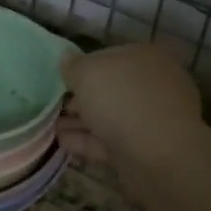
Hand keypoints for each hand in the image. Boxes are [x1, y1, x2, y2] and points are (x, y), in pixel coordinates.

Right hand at [59, 44, 203, 167]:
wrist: (158, 155)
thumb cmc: (122, 100)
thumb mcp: (87, 72)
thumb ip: (73, 65)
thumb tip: (67, 60)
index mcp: (146, 57)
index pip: (109, 56)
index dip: (83, 67)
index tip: (62, 79)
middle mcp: (154, 84)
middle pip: (111, 88)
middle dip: (82, 97)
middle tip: (56, 105)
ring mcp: (152, 119)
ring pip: (110, 116)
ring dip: (81, 121)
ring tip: (53, 127)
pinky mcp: (147, 149)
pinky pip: (112, 140)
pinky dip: (88, 140)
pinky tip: (64, 142)